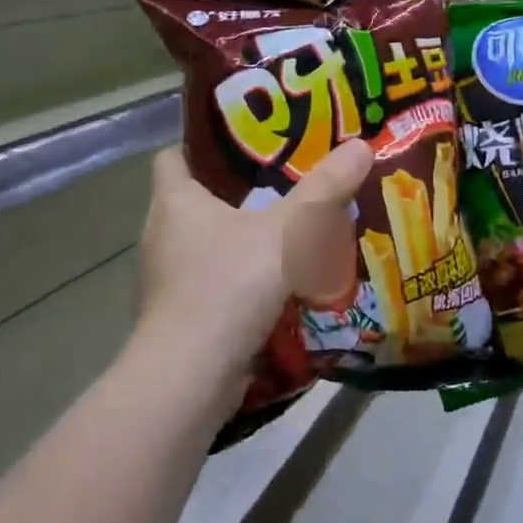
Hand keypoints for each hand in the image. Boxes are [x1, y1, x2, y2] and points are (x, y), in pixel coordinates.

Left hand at [132, 140, 373, 395]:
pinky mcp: (179, 316)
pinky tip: (274, 282)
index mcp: (173, 202)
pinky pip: (211, 282)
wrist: (190, 378)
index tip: (243, 144)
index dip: (201, 145)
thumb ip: (323, 191)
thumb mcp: (286, 233)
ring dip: (239, 238)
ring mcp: (166, 279)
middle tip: (283, 182)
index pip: (172, 156)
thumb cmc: (228, 287)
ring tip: (285, 230)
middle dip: (234, 192)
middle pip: (193, 200)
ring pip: (204, 243)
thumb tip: (361, 145)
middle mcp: (161, 235)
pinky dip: (238, 278)